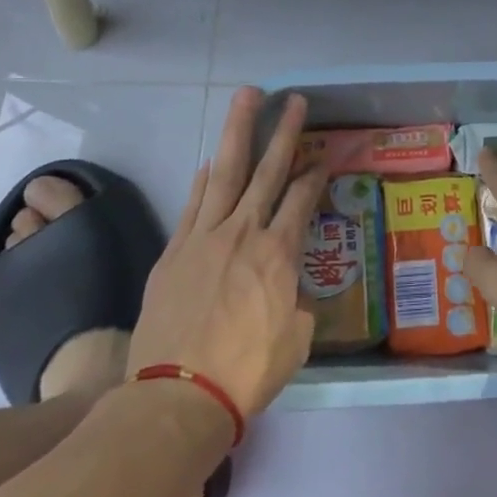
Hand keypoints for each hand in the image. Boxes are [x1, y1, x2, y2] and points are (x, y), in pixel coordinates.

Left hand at [128, 88, 325, 418]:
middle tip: (294, 100)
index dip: (314, 175)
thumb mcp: (295, 339)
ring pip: (226, 173)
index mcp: (279, 254)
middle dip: (284, 132)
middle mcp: (243, 233)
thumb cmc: (247, 373)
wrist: (177, 398)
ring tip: (248, 98)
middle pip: (267, 170)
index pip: (301, 199)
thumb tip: (287, 291)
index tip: (322, 157)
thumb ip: (295, 303)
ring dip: (238, 132)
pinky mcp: (174, 252)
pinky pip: (193, 205)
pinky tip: (211, 162)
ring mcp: (204, 238)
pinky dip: (204, 180)